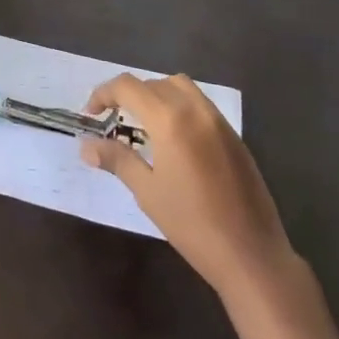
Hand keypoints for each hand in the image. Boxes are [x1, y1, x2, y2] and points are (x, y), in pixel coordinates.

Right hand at [80, 73, 296, 300]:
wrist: (252, 255)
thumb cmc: (192, 224)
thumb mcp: (147, 191)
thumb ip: (116, 159)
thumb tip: (86, 145)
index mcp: (170, 120)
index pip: (128, 87)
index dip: (103, 94)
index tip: (91, 115)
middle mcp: (195, 110)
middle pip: (153, 83)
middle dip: (128, 95)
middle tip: (114, 121)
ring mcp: (219, 122)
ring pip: (180, 88)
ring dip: (156, 95)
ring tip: (144, 124)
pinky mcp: (234, 137)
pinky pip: (200, 105)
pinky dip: (179, 107)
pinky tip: (174, 141)